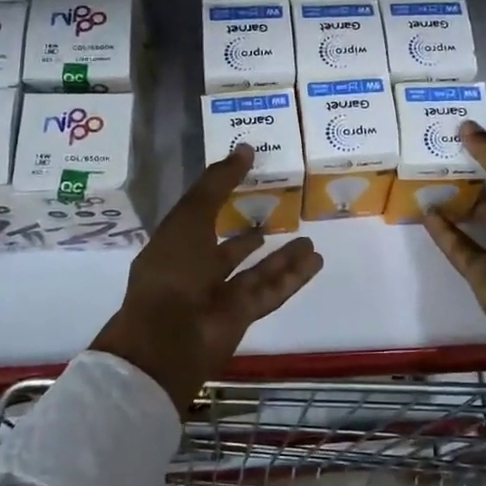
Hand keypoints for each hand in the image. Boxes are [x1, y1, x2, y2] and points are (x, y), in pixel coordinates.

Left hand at [92, 146, 323, 412]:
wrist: (169, 337)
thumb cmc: (173, 270)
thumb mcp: (190, 217)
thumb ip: (218, 183)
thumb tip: (244, 148)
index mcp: (175, 246)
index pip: (200, 217)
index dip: (221, 197)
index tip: (248, 178)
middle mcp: (197, 271)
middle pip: (231, 249)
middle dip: (253, 234)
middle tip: (282, 214)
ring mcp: (220, 295)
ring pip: (257, 271)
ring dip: (283, 256)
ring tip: (310, 239)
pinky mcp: (242, 314)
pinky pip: (272, 290)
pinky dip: (293, 276)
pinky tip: (315, 260)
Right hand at [422, 122, 485, 405]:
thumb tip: (465, 125)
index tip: (463, 134)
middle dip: (470, 176)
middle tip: (437, 152)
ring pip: (475, 221)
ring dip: (454, 202)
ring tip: (425, 178)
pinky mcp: (481, 274)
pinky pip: (459, 247)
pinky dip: (442, 231)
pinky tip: (424, 210)